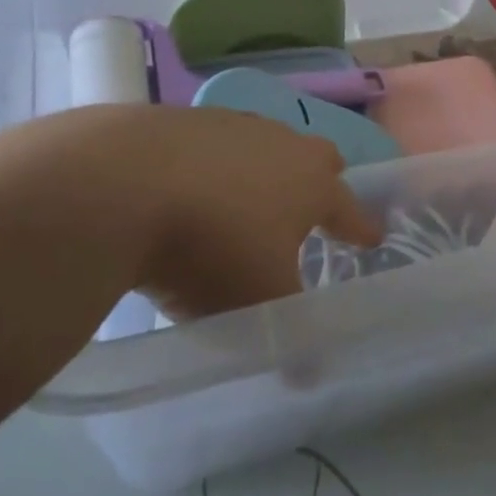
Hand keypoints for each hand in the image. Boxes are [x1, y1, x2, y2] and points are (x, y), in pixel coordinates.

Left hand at [86, 105, 383, 318]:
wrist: (125, 183)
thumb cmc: (213, 246)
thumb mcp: (259, 304)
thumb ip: (291, 337)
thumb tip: (309, 376)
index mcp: (311, 183)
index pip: (349, 208)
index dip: (360, 227)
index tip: (371, 238)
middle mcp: (279, 143)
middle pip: (315, 157)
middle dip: (320, 181)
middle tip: (311, 208)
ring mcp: (231, 124)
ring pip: (263, 145)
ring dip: (263, 171)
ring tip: (245, 202)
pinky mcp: (183, 119)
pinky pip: (214, 143)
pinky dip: (213, 165)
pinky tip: (190, 188)